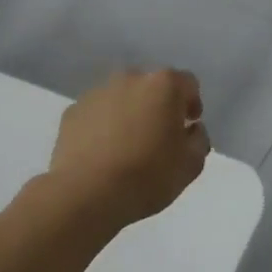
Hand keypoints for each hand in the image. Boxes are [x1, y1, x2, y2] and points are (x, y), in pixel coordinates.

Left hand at [49, 67, 210, 227]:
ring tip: (127, 148)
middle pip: (152, 87)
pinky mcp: (72, 111)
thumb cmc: (147, 176)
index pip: (188, 84)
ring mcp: (97, 92)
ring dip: (129, 114)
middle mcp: (131, 78)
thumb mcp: (191, 164)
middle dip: (158, 106)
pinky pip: (97, 113)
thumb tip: (191, 129)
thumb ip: (199, 139)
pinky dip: (103, 126)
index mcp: (164, 85)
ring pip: (122, 98)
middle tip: (159, 138)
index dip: (191, 104)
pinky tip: (102, 154)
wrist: (86, 194)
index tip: (188, 127)